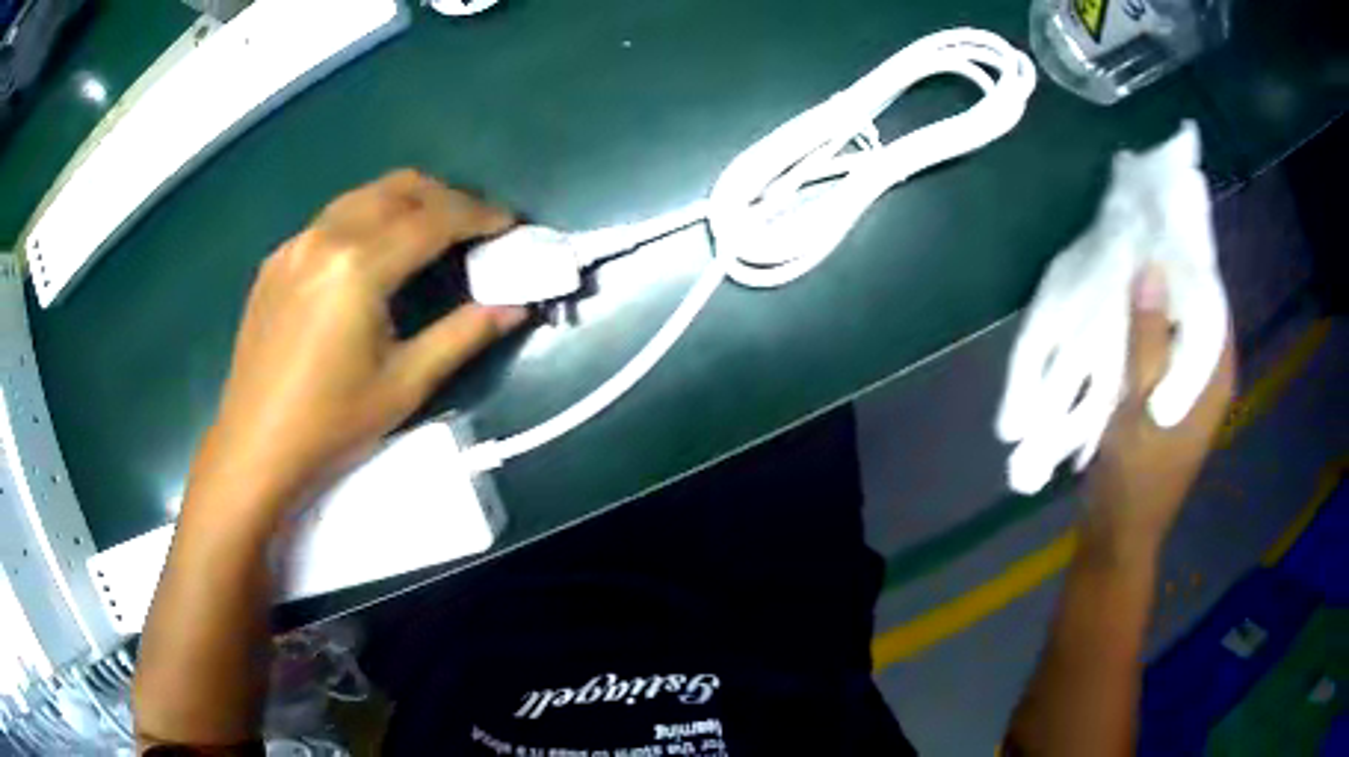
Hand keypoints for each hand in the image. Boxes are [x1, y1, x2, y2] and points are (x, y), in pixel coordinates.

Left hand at [189, 170, 525, 517]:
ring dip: (406, 202)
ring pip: (363, 195)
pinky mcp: (277, 259)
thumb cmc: (331, 423)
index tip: (509, 224)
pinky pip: (332, 218)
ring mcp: (296, 243)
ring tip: (429, 235)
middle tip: (473, 227)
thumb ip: (463, 335)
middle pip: (399, 188)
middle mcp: (325, 236)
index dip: (478, 215)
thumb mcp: (405, 384)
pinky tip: (372, 258)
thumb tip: (516, 307)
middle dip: (445, 197)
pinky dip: (367, 220)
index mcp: (359, 265)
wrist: (254, 446)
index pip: (433, 219)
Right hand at [1082, 264, 1235, 560]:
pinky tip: (1114, 325)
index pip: (1210, 300)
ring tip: (1116, 280)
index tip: (1148, 236)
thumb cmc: (1133, 478)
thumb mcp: (1136, 405)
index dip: (1182, 266)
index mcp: (1213, 377)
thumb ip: (1145, 339)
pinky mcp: (1169, 403)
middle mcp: (1209, 380)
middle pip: (1192, 313)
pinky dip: (1141, 338)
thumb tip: (1150, 269)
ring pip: (1174, 333)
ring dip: (1148, 312)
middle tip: (1124, 254)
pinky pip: (1161, 355)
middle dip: (1161, 287)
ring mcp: (1190, 394)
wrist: (1117, 538)